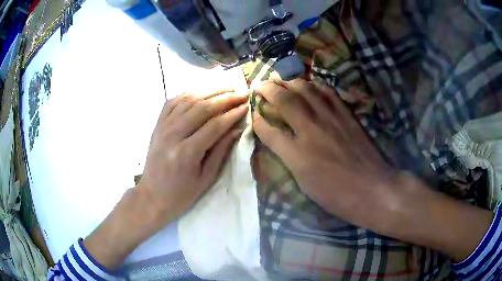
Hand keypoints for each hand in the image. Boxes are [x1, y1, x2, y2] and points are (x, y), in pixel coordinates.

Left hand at [84, 89, 247, 270]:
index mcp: (187, 153)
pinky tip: (201, 91)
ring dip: (209, 91)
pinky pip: (173, 102)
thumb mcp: (206, 179)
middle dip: (225, 97)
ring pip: (188, 100)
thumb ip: (221, 152)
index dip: (232, 114)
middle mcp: (173, 135)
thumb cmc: (181, 194)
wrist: (152, 196)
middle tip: (242, 91)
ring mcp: (162, 127)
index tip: (247, 105)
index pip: (214, 125)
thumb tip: (237, 130)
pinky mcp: (157, 125)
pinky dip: (189, 94)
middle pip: (202, 107)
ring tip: (227, 86)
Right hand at [252, 79, 399, 232]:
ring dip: (290, 81)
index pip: (270, 131)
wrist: (372, 188)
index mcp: (297, 154)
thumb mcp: (306, 184)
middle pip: (285, 101)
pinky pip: (328, 92)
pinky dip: (315, 84)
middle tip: (261, 84)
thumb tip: (280, 142)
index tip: (254, 114)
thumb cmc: (337, 194)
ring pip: (306, 91)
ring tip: (280, 77)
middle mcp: (311, 130)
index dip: (258, 121)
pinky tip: (310, 82)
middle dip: (269, 90)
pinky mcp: (346, 114)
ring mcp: (330, 119)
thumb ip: (290, 160)